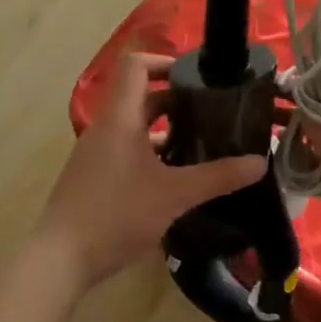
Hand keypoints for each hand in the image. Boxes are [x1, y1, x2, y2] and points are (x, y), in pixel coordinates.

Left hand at [36, 53, 265, 290]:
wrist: (60, 259)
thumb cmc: (116, 215)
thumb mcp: (174, 195)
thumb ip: (218, 177)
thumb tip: (260, 162)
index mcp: (120, 119)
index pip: (136, 65)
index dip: (166, 62)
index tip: (197, 78)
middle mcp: (105, 128)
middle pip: (141, 97)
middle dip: (177, 102)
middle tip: (213, 114)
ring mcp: (97, 154)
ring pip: (135, 128)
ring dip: (167, 131)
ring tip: (203, 145)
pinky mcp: (94, 178)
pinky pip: (127, 151)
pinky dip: (153, 155)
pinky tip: (177, 179)